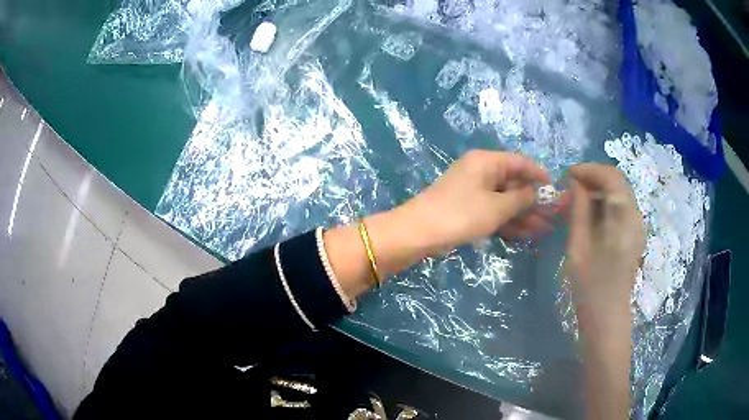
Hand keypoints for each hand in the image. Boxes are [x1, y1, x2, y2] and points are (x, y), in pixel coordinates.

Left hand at [398, 149, 550, 254]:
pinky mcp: (467, 208)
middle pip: (514, 182)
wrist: (419, 233)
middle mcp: (481, 171)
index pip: (520, 162)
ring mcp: (473, 190)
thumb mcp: (496, 207)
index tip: (556, 190)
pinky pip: (494, 211)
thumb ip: (521, 199)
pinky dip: (508, 221)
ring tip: (544, 230)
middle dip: (533, 200)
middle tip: (553, 216)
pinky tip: (525, 234)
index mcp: (487, 161)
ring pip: (505, 200)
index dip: (539, 175)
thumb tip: (536, 193)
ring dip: (523, 214)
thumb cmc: (461, 214)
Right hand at [565, 164, 644, 419]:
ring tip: (577, 201)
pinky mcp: (635, 236)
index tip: (567, 175)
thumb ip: (579, 209)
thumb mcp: (579, 244)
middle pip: (617, 182)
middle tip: (570, 187)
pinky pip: (621, 208)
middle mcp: (636, 216)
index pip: (611, 176)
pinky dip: (605, 204)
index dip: (589, 170)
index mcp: (624, 216)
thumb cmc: (590, 285)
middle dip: (593, 178)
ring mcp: (638, 226)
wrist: (607, 317)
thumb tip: (575, 182)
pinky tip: (590, 216)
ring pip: (620, 194)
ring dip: (599, 191)